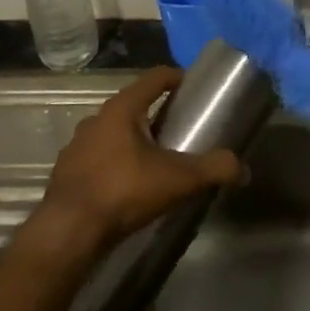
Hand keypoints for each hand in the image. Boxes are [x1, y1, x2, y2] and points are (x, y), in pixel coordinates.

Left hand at [23, 68, 244, 267]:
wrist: (68, 232)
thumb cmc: (124, 191)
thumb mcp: (178, 180)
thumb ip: (213, 169)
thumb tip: (242, 168)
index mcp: (122, 108)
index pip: (155, 78)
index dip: (177, 78)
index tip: (194, 89)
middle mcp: (96, 119)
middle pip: (134, 106)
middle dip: (158, 116)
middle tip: (181, 132)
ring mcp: (77, 145)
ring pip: (114, 134)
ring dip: (135, 142)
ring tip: (156, 163)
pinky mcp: (67, 172)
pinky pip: (98, 159)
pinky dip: (116, 165)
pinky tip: (128, 187)